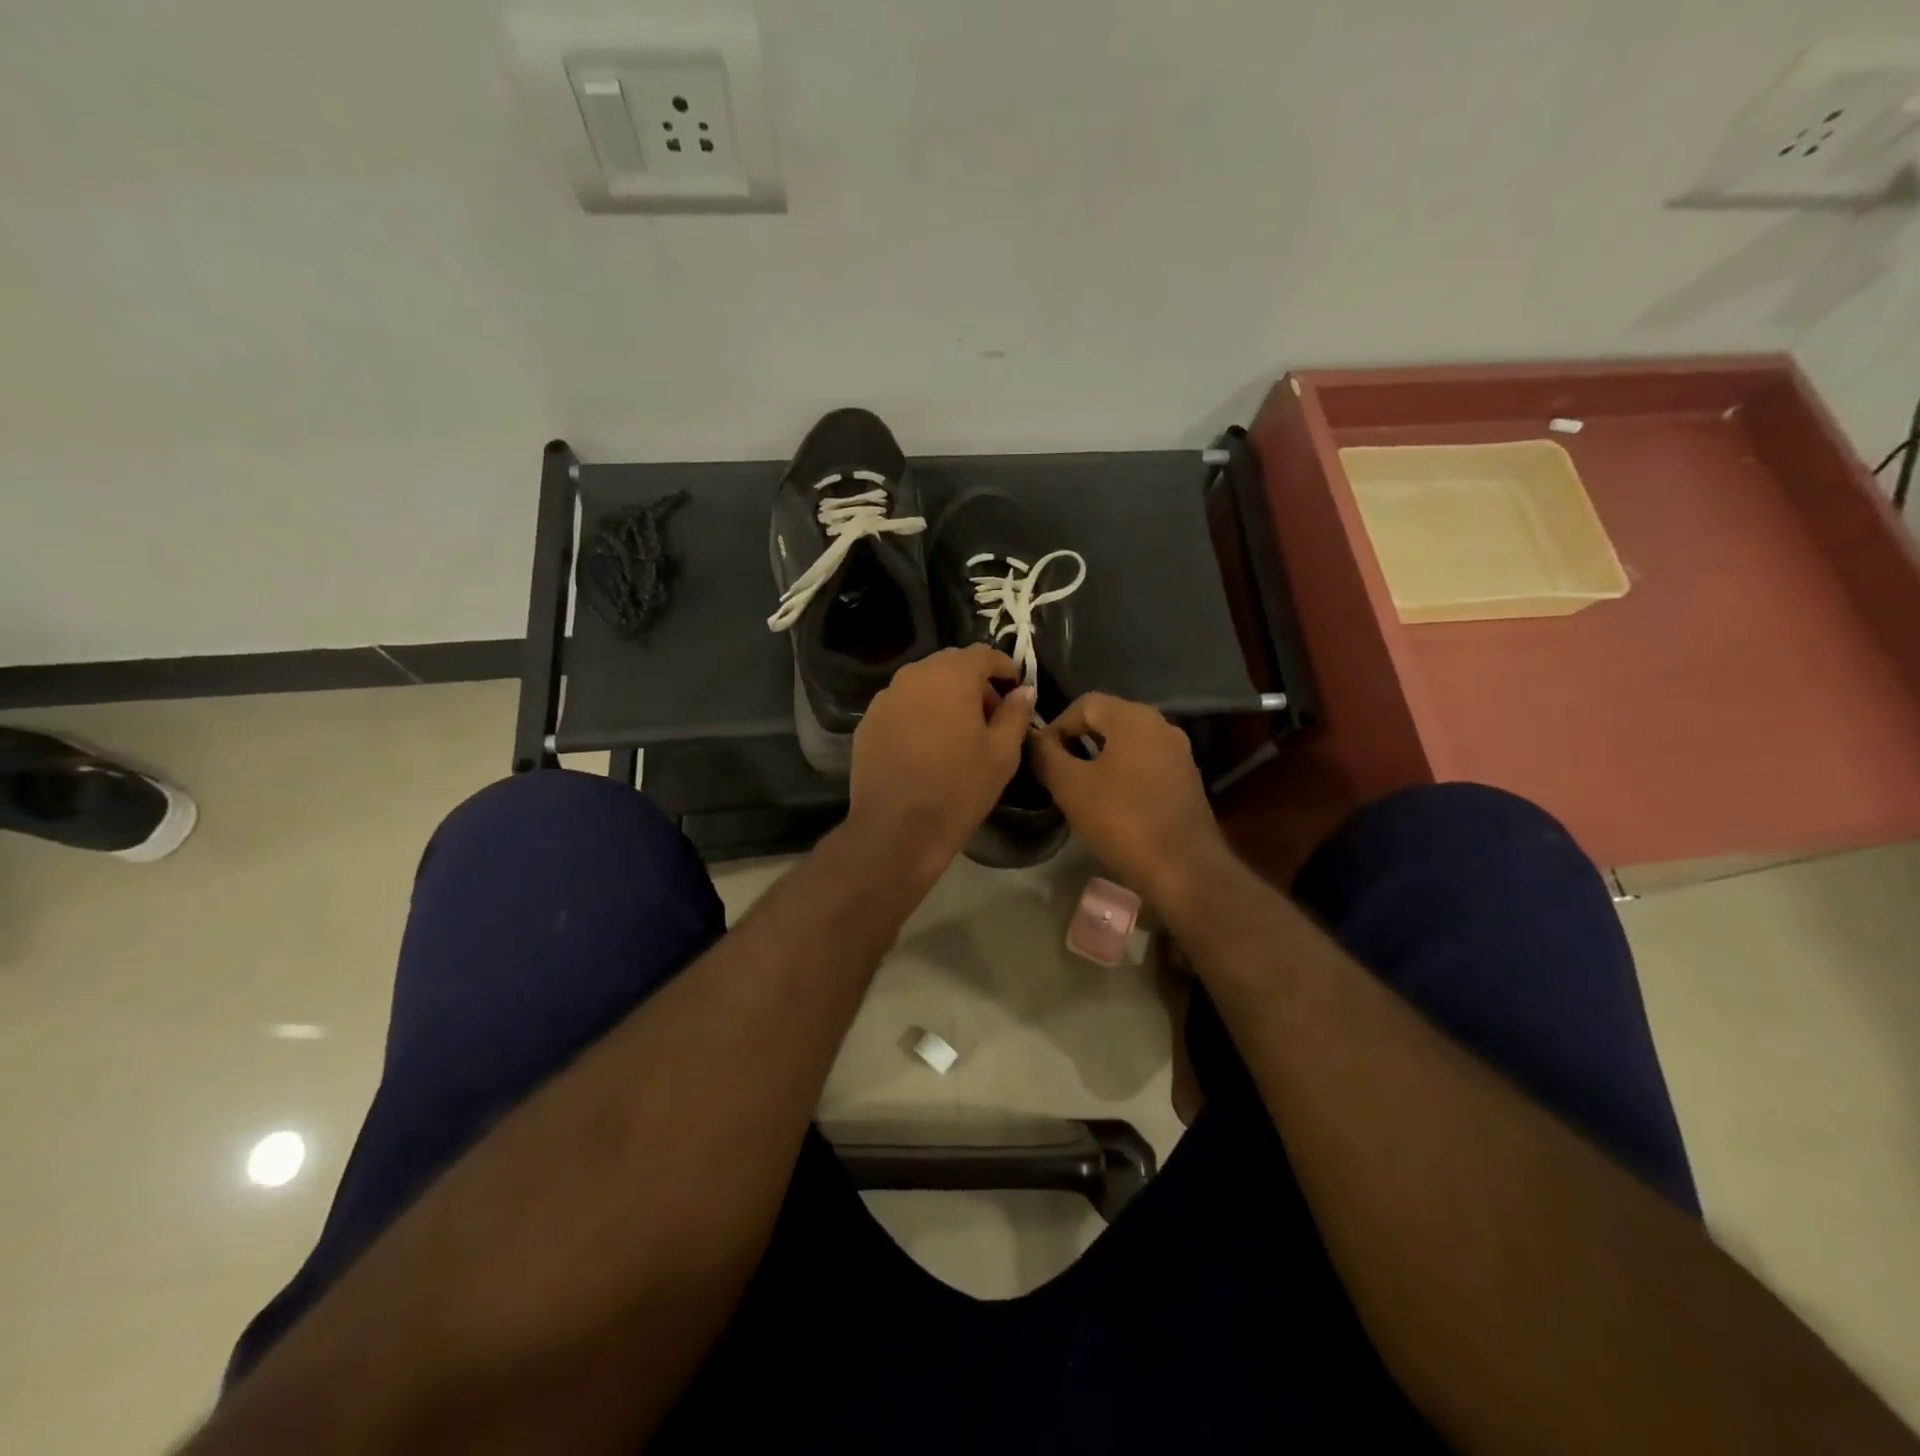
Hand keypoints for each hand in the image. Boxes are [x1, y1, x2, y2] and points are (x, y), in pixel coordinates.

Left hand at [848, 645, 1035, 870]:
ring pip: (922, 683)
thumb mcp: (1002, 754)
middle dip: (973, 681)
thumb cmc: (958, 788)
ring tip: (956, 731)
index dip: (1004, 667)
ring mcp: (885, 698)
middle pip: (950, 664)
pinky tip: (925, 745)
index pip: (983, 654)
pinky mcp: (867, 722)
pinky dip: (918, 713)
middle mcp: (914, 675)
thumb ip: (1015, 714)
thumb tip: (1024, 691)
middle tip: (989, 714)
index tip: (1016, 689)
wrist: (896, 829)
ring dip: (944, 696)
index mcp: (951, 676)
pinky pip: (901, 705)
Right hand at [1031, 692, 1232, 908]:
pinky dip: (1121, 775)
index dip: (1055, 726)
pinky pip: (1143, 764)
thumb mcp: (1070, 786)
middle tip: (1056, 775)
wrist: (1184, 869)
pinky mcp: (1185, 780)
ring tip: (1079, 791)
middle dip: (1076, 743)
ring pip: (1125, 744)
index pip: (1083, 704)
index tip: (1042, 759)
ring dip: (1098, 761)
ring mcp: (1178, 753)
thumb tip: (1030, 738)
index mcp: (1134, 717)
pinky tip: (1110, 804)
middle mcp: (1161, 725)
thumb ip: (1045, 755)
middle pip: (1107, 721)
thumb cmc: (1122, 820)